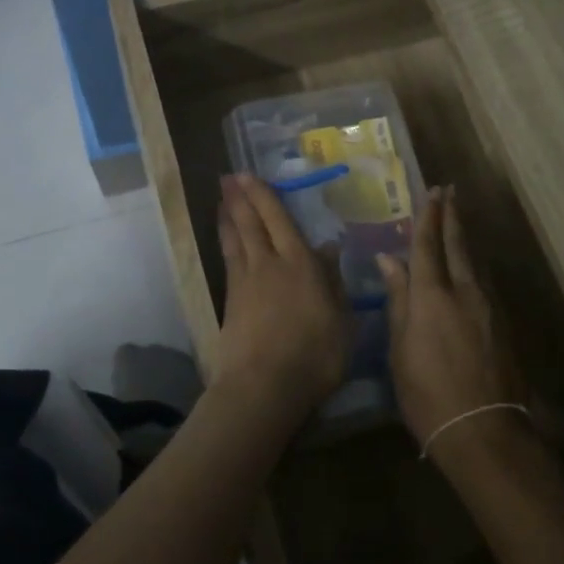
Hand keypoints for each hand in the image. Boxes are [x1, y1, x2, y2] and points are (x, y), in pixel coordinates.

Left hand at [213, 174, 350, 420]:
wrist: (264, 387)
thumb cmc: (315, 355)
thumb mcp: (342, 320)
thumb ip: (334, 281)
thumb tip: (329, 248)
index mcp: (300, 264)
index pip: (278, 220)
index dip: (263, 196)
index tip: (248, 176)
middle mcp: (269, 264)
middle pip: (251, 224)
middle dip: (239, 199)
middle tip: (227, 178)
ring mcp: (245, 283)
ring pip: (235, 240)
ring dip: (228, 217)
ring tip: (221, 200)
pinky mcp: (231, 303)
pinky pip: (229, 261)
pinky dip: (226, 244)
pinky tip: (227, 242)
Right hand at [379, 186, 524, 455]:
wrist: (484, 431)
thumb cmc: (427, 394)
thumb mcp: (399, 350)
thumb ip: (398, 300)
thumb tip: (389, 260)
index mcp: (432, 295)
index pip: (428, 245)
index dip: (428, 216)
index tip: (431, 191)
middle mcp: (464, 291)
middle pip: (458, 244)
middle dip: (452, 215)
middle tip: (450, 191)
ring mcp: (489, 306)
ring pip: (475, 261)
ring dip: (465, 238)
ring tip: (459, 221)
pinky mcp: (504, 324)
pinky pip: (486, 282)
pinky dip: (475, 265)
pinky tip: (471, 267)